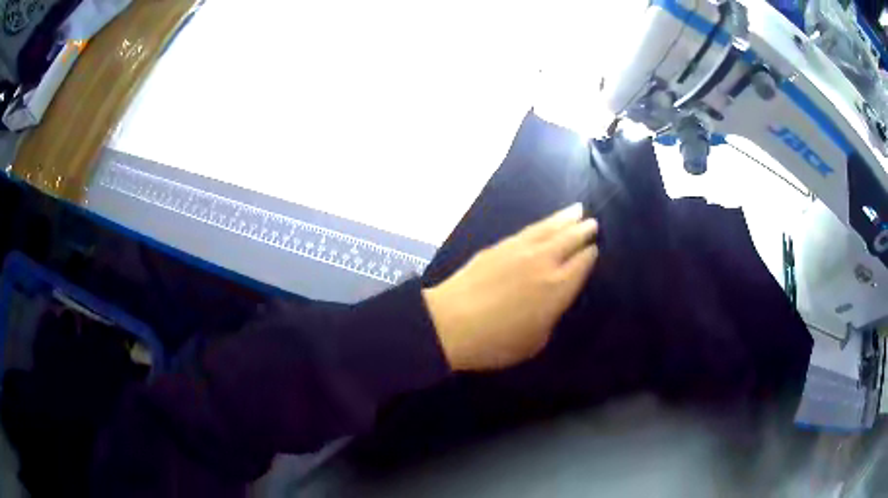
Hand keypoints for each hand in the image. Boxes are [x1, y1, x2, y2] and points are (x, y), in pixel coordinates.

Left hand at [423, 203, 598, 371]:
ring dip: (565, 219)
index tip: (595, 248)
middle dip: (583, 231)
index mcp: (557, 288)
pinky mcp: (499, 246)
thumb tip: (554, 300)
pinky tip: (545, 223)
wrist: (450, 323)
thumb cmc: (496, 343)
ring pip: (549, 228)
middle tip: (593, 223)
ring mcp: (520, 250)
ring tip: (577, 210)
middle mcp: (544, 263)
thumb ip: (550, 316)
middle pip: (569, 240)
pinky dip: (543, 223)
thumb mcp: (535, 341)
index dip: (590, 255)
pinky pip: (529, 230)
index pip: (582, 265)